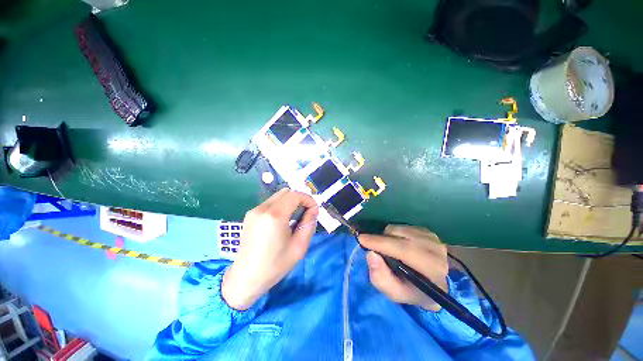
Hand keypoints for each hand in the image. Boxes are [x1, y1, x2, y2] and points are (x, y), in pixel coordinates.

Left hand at [222, 189, 318, 309]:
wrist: (246, 278)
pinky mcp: (250, 215)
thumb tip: (314, 209)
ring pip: (278, 196)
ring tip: (294, 219)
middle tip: (305, 214)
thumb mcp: (299, 246)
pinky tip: (281, 222)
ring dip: (290, 202)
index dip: (308, 199)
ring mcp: (254, 210)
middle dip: (300, 199)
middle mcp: (262, 208)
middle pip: (286, 192)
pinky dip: (280, 206)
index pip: (295, 195)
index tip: (314, 211)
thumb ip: (309, 224)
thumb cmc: (275, 265)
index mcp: (274, 215)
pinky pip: (270, 203)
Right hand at [359, 225, 448, 311]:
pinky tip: (396, 243)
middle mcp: (436, 250)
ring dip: (387, 237)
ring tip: (387, 248)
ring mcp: (433, 238)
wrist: (433, 284)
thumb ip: (381, 278)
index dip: (380, 243)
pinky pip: (402, 226)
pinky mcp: (428, 231)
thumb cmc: (412, 291)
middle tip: (367, 243)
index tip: (361, 239)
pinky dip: (394, 233)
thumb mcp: (395, 293)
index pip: (404, 250)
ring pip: (399, 229)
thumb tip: (371, 254)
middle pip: (400, 236)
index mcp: (433, 270)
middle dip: (380, 239)